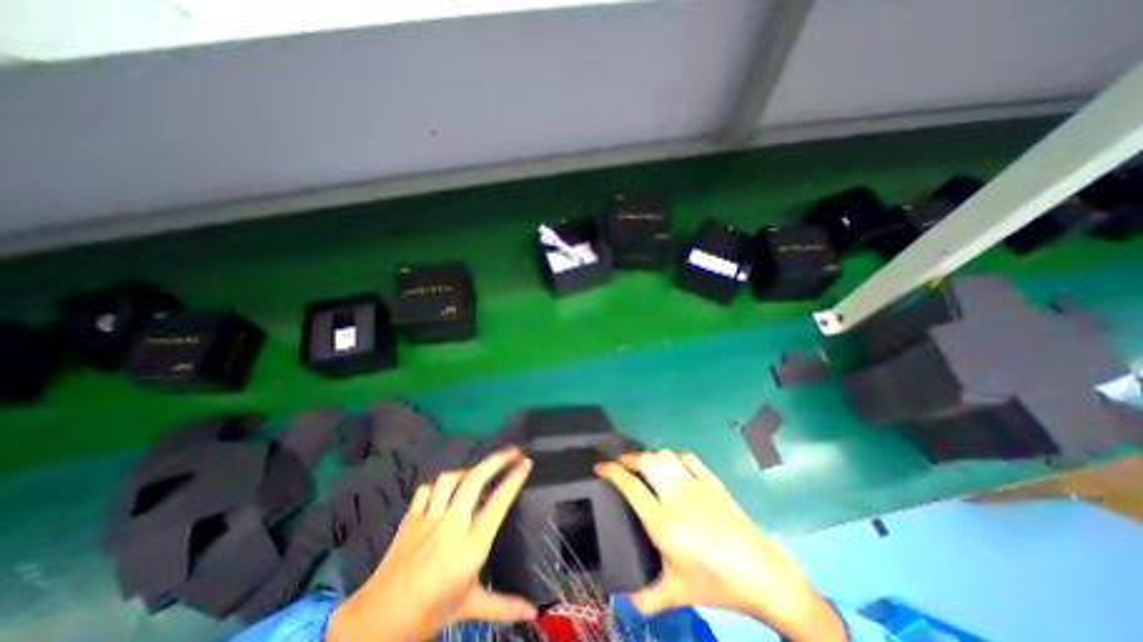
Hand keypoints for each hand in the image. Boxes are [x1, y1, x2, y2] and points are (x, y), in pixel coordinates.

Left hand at [328, 450, 537, 638]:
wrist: (377, 623)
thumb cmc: (430, 612)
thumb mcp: (470, 606)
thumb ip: (504, 606)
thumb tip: (533, 613)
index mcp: (470, 547)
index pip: (497, 503)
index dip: (513, 479)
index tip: (527, 463)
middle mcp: (451, 526)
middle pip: (475, 480)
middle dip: (497, 460)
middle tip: (513, 452)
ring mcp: (428, 519)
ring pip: (450, 479)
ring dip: (469, 470)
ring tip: (481, 471)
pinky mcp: (410, 518)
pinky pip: (427, 489)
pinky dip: (439, 485)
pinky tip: (448, 489)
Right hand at [595, 452, 842, 641]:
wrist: (763, 576)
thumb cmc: (717, 585)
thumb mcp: (678, 593)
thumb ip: (646, 597)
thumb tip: (622, 599)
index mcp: (663, 523)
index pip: (630, 486)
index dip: (611, 472)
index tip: (599, 467)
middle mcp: (676, 497)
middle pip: (646, 461)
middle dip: (627, 458)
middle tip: (619, 464)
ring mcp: (696, 486)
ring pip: (664, 455)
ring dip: (649, 455)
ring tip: (642, 463)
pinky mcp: (712, 481)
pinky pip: (687, 457)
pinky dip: (673, 454)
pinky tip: (670, 463)